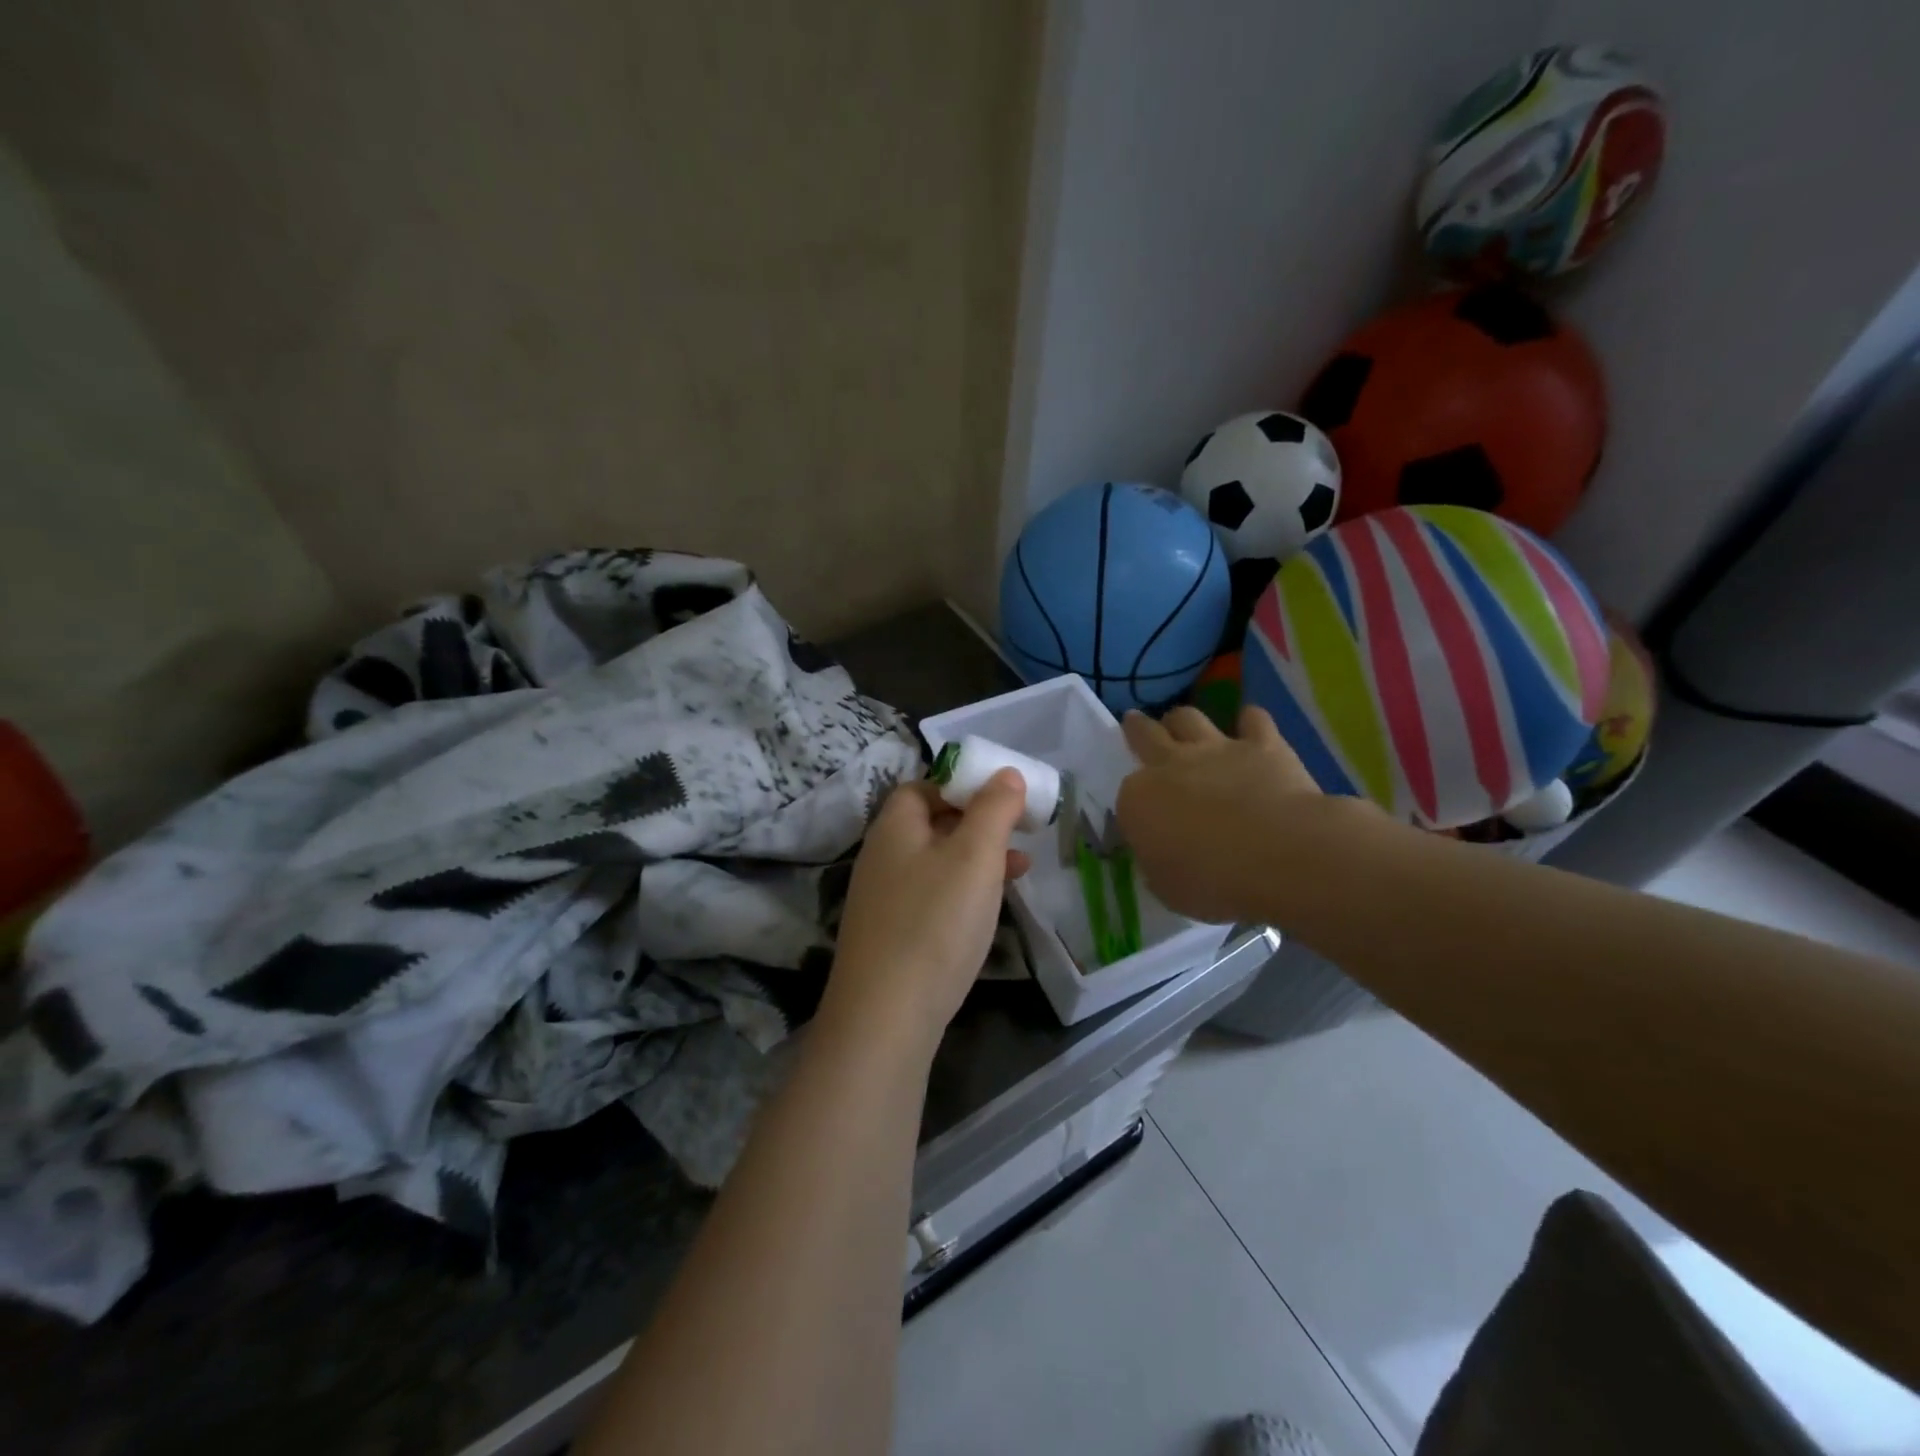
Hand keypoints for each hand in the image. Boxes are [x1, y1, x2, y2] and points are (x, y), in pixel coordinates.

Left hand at [823, 772, 1031, 1051]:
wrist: (886, 1018)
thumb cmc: (935, 923)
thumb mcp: (974, 856)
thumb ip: (994, 809)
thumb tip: (1005, 773)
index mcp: (894, 827)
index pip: (923, 786)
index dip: (962, 785)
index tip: (1002, 797)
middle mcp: (882, 857)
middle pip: (931, 824)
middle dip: (978, 823)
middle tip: (1018, 832)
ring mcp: (883, 899)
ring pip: (936, 863)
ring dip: (977, 859)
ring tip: (1020, 869)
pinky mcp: (892, 936)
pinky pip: (932, 898)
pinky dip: (963, 893)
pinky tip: (989, 910)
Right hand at [1118, 705, 1360, 924]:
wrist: (1281, 856)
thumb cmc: (1214, 882)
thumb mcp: (1167, 887)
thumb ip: (1158, 862)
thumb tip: (1161, 853)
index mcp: (1138, 800)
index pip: (1127, 794)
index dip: (1135, 804)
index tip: (1143, 816)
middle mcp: (1170, 765)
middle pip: (1145, 735)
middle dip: (1136, 728)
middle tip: (1134, 722)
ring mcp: (1216, 749)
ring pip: (1187, 717)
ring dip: (1182, 720)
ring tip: (1183, 725)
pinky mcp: (1261, 744)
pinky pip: (1252, 719)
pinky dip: (1249, 721)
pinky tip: (1250, 726)